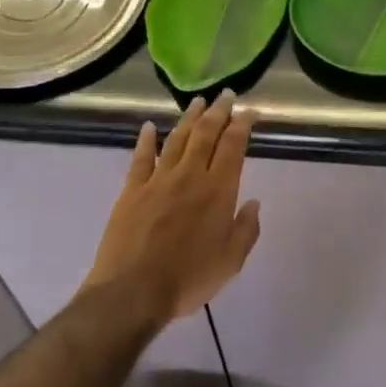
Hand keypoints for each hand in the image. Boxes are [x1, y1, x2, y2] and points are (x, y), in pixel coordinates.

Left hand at [85, 92, 261, 320]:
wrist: (133, 291)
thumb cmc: (188, 279)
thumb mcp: (230, 261)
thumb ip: (246, 229)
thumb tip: (253, 203)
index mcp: (218, 191)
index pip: (233, 147)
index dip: (242, 125)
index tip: (249, 111)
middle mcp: (189, 176)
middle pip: (205, 134)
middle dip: (218, 111)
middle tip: (226, 95)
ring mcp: (158, 180)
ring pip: (177, 139)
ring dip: (189, 118)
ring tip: (197, 102)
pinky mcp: (132, 190)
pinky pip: (141, 158)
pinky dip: (147, 140)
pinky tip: (150, 127)